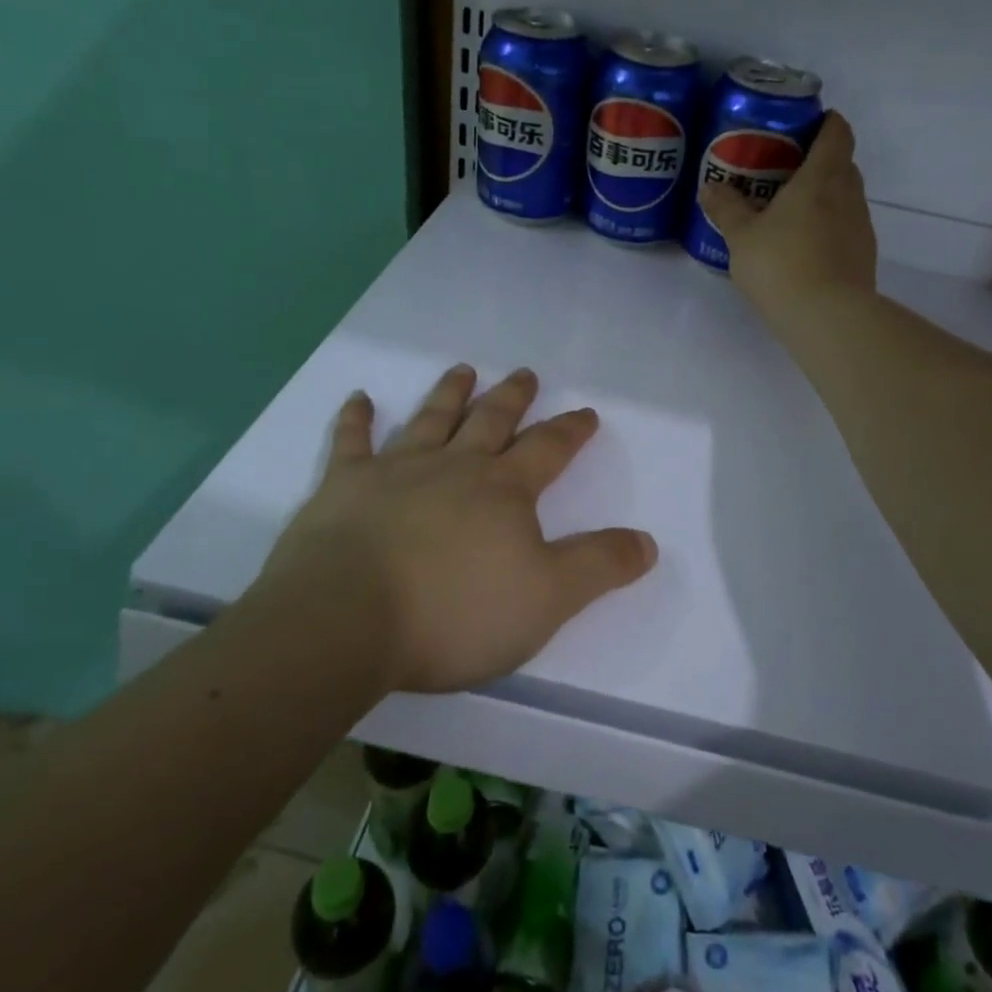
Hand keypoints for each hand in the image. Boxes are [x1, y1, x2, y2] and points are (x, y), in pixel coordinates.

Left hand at [244, 365, 657, 694]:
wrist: (348, 620)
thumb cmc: (456, 612)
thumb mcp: (548, 598)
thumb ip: (599, 566)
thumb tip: (647, 541)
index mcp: (504, 490)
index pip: (548, 450)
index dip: (570, 431)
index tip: (586, 412)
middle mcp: (454, 467)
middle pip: (491, 421)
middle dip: (513, 397)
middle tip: (525, 373)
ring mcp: (396, 471)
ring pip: (431, 420)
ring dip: (449, 394)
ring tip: (463, 370)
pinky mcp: (344, 487)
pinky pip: (351, 443)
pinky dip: (356, 420)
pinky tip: (359, 400)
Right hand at [697, 110, 877, 316]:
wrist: (828, 318)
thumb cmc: (782, 264)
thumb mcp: (742, 236)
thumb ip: (726, 208)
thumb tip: (710, 187)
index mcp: (821, 178)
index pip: (837, 133)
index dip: (828, 122)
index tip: (811, 120)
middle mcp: (848, 195)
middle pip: (843, 164)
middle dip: (820, 160)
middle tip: (787, 168)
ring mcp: (861, 227)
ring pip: (846, 198)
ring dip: (825, 196)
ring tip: (792, 210)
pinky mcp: (863, 256)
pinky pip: (846, 228)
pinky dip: (829, 226)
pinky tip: (804, 246)